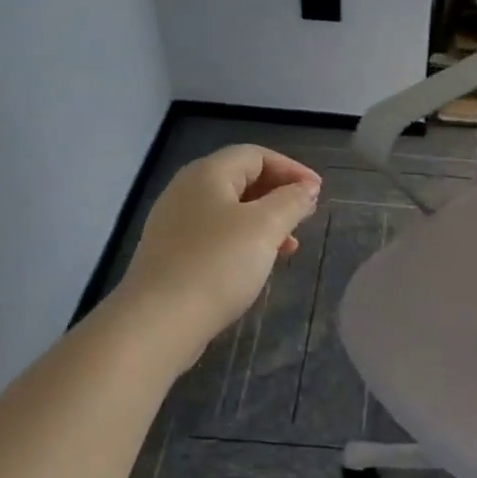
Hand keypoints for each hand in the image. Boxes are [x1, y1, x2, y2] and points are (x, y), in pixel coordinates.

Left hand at [117, 145, 320, 353]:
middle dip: (279, 195)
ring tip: (289, 246)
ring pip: (230, 210)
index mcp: (207, 173)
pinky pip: (216, 235)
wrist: (158, 322)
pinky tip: (258, 265)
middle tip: (306, 217)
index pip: (256, 155)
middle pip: (241, 179)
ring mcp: (175, 224)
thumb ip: (291, 202)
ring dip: (265, 222)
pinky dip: (244, 241)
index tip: (318, 193)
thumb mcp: (265, 227)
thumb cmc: (217, 264)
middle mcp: (186, 191)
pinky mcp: (172, 254)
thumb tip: (307, 188)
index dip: (292, 169)